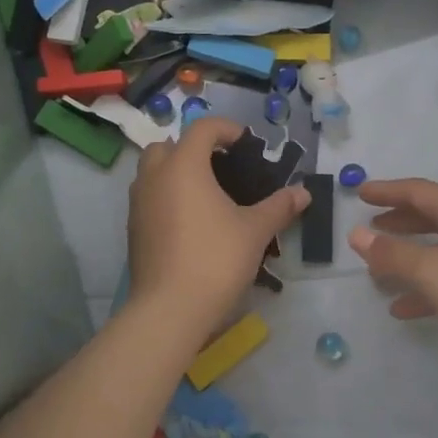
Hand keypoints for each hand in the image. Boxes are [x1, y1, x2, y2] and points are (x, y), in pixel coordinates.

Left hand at [128, 118, 308, 344]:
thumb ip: (279, 206)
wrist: (170, 309)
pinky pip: (149, 198)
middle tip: (221, 168)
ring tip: (207, 196)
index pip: (202, 128)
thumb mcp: (255, 231)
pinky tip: (191, 223)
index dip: (227, 129)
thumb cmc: (216, 260)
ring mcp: (138, 204)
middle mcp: (154, 177)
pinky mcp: (133, 229)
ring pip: (152, 172)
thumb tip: (303, 192)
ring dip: (176, 172)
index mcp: (183, 166)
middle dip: (193, 149)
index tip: (247, 145)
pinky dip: (167, 197)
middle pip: (168, 145)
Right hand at [348, 179, 437, 357]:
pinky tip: (405, 309)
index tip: (361, 193)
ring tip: (380, 274)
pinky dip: (427, 289)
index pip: (420, 192)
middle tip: (373, 228)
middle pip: (432, 218)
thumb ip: (391, 254)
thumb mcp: (431, 270)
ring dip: (410, 259)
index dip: (389, 190)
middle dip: (400, 223)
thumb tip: (356, 234)